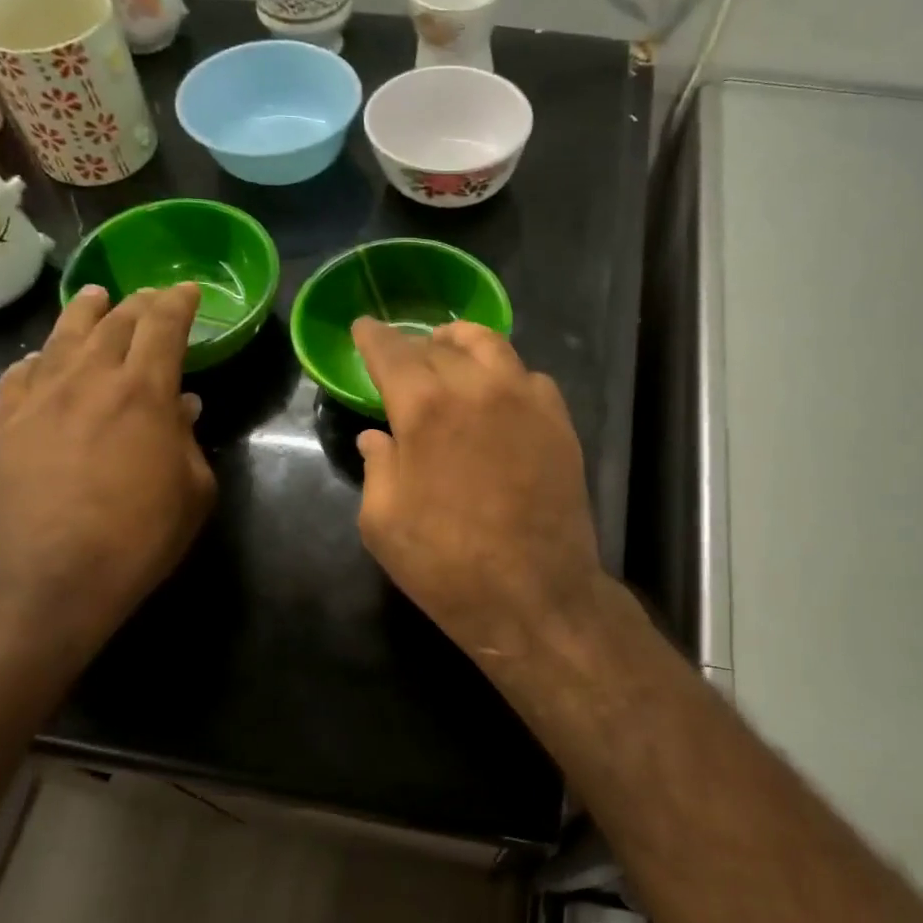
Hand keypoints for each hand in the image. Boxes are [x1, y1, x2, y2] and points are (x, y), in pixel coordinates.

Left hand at [0, 284, 214, 642]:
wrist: (53, 577)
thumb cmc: (140, 535)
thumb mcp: (193, 490)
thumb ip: (188, 439)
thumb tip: (181, 406)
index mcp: (143, 391)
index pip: (163, 326)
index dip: (178, 302)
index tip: (188, 290)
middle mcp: (90, 379)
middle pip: (115, 322)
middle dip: (139, 303)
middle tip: (152, 296)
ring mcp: (40, 398)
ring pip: (63, 336)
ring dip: (86, 312)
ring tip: (96, 297)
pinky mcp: (6, 423)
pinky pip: (21, 373)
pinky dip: (39, 359)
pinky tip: (42, 360)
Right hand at [352, 318, 606, 662]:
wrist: (535, 595)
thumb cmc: (447, 565)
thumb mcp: (384, 523)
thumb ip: (378, 467)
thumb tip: (378, 438)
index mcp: (424, 408)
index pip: (392, 352)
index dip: (374, 337)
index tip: (363, 328)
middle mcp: (477, 388)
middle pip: (440, 346)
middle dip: (414, 344)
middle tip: (403, 353)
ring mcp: (525, 400)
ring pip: (491, 346)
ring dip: (462, 343)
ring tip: (449, 351)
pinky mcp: (559, 422)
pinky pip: (529, 377)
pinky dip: (505, 373)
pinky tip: (497, 392)